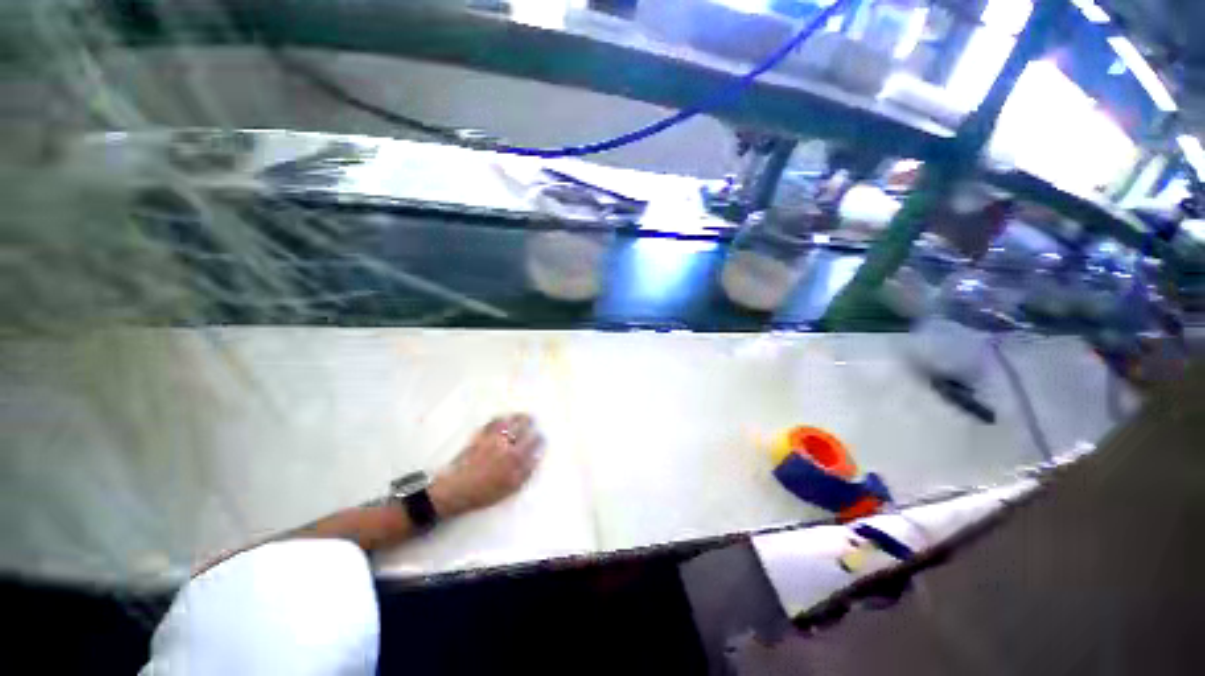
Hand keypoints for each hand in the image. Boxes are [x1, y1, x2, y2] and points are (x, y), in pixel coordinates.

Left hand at [430, 414, 543, 517]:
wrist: (457, 489)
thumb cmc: (485, 492)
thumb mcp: (511, 487)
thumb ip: (526, 471)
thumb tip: (537, 457)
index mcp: (516, 456)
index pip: (534, 442)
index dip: (539, 438)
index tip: (542, 437)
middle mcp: (507, 443)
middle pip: (523, 427)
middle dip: (530, 422)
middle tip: (533, 420)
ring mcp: (493, 438)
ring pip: (509, 421)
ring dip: (517, 417)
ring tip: (522, 415)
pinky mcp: (480, 436)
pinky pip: (492, 422)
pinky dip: (499, 418)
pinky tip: (502, 418)